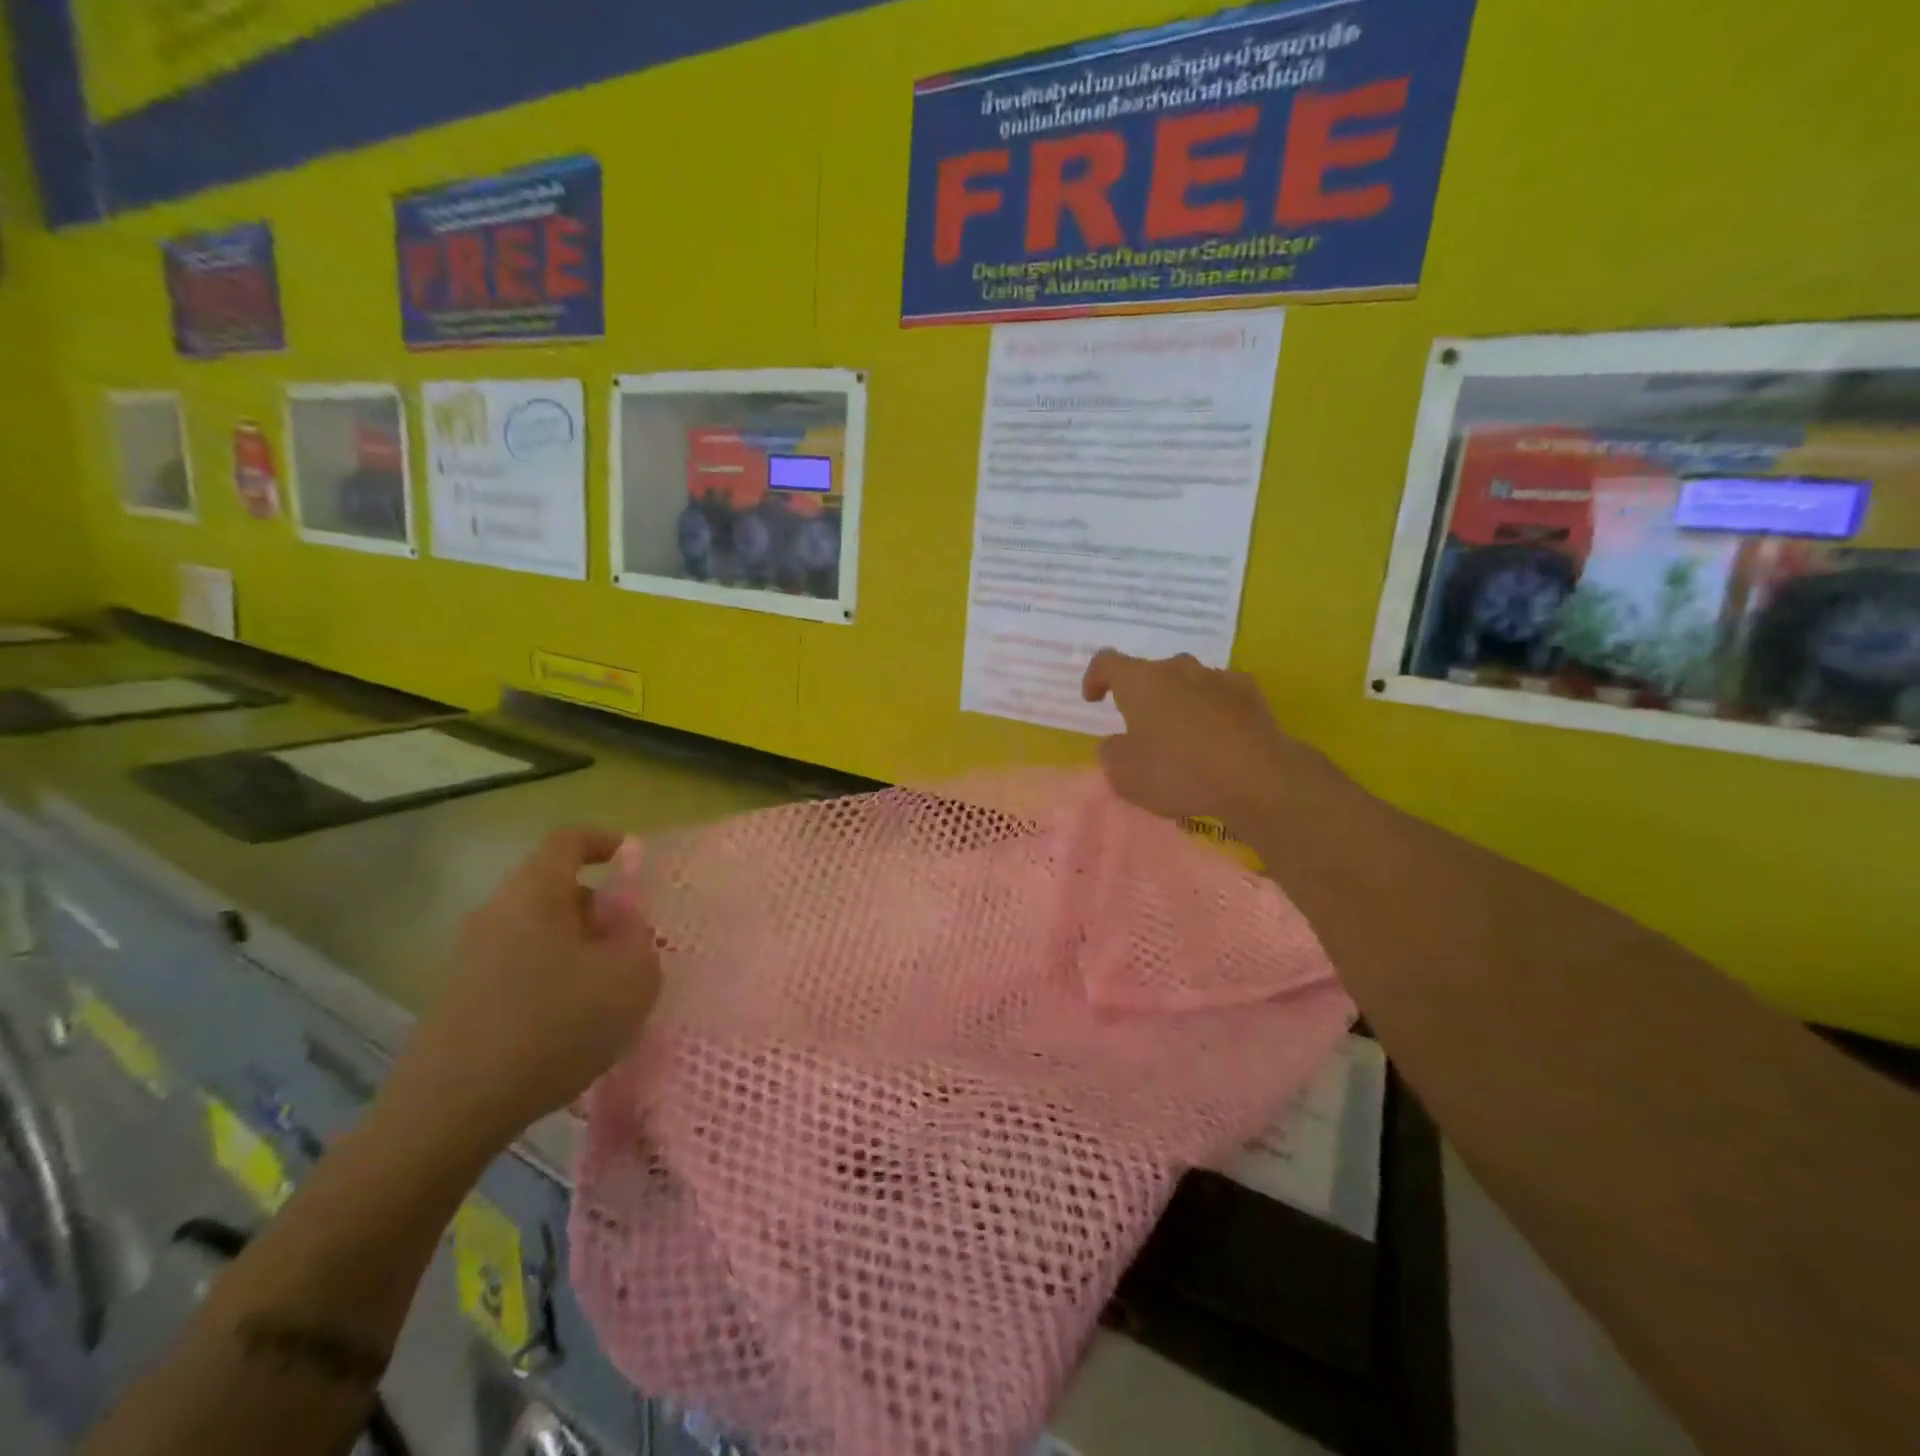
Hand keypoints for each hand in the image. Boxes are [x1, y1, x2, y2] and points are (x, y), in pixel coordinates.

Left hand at [385, 828, 661, 1153]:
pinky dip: (551, 975)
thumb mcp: (630, 979)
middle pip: (554, 888)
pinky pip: (519, 964)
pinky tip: (569, 1022)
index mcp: (534, 895)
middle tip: (631, 944)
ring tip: (606, 990)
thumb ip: (640, 938)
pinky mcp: (460, 996)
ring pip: (538, 930)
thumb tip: (626, 921)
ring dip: (577, 946)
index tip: (631, 859)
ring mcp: (470, 956)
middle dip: (598, 907)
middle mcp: (496, 913)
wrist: (450, 1110)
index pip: (567, 841)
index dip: (604, 841)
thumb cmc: (553, 1027)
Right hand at [1081, 649, 1314, 832]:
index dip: (1094, 678)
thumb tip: (1117, 744)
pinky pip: (1220, 696)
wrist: (1258, 777)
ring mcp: (1218, 677)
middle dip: (1142, 696)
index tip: (1094, 699)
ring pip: (1187, 683)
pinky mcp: (1250, 694)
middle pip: (1151, 673)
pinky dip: (1212, 711)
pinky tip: (1217, 738)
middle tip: (1141, 729)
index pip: (1107, 662)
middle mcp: (1178, 669)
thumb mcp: (1125, 775)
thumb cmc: (1179, 772)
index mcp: (1140, 682)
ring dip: (1178, 702)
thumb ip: (1112, 753)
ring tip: (1182, 737)